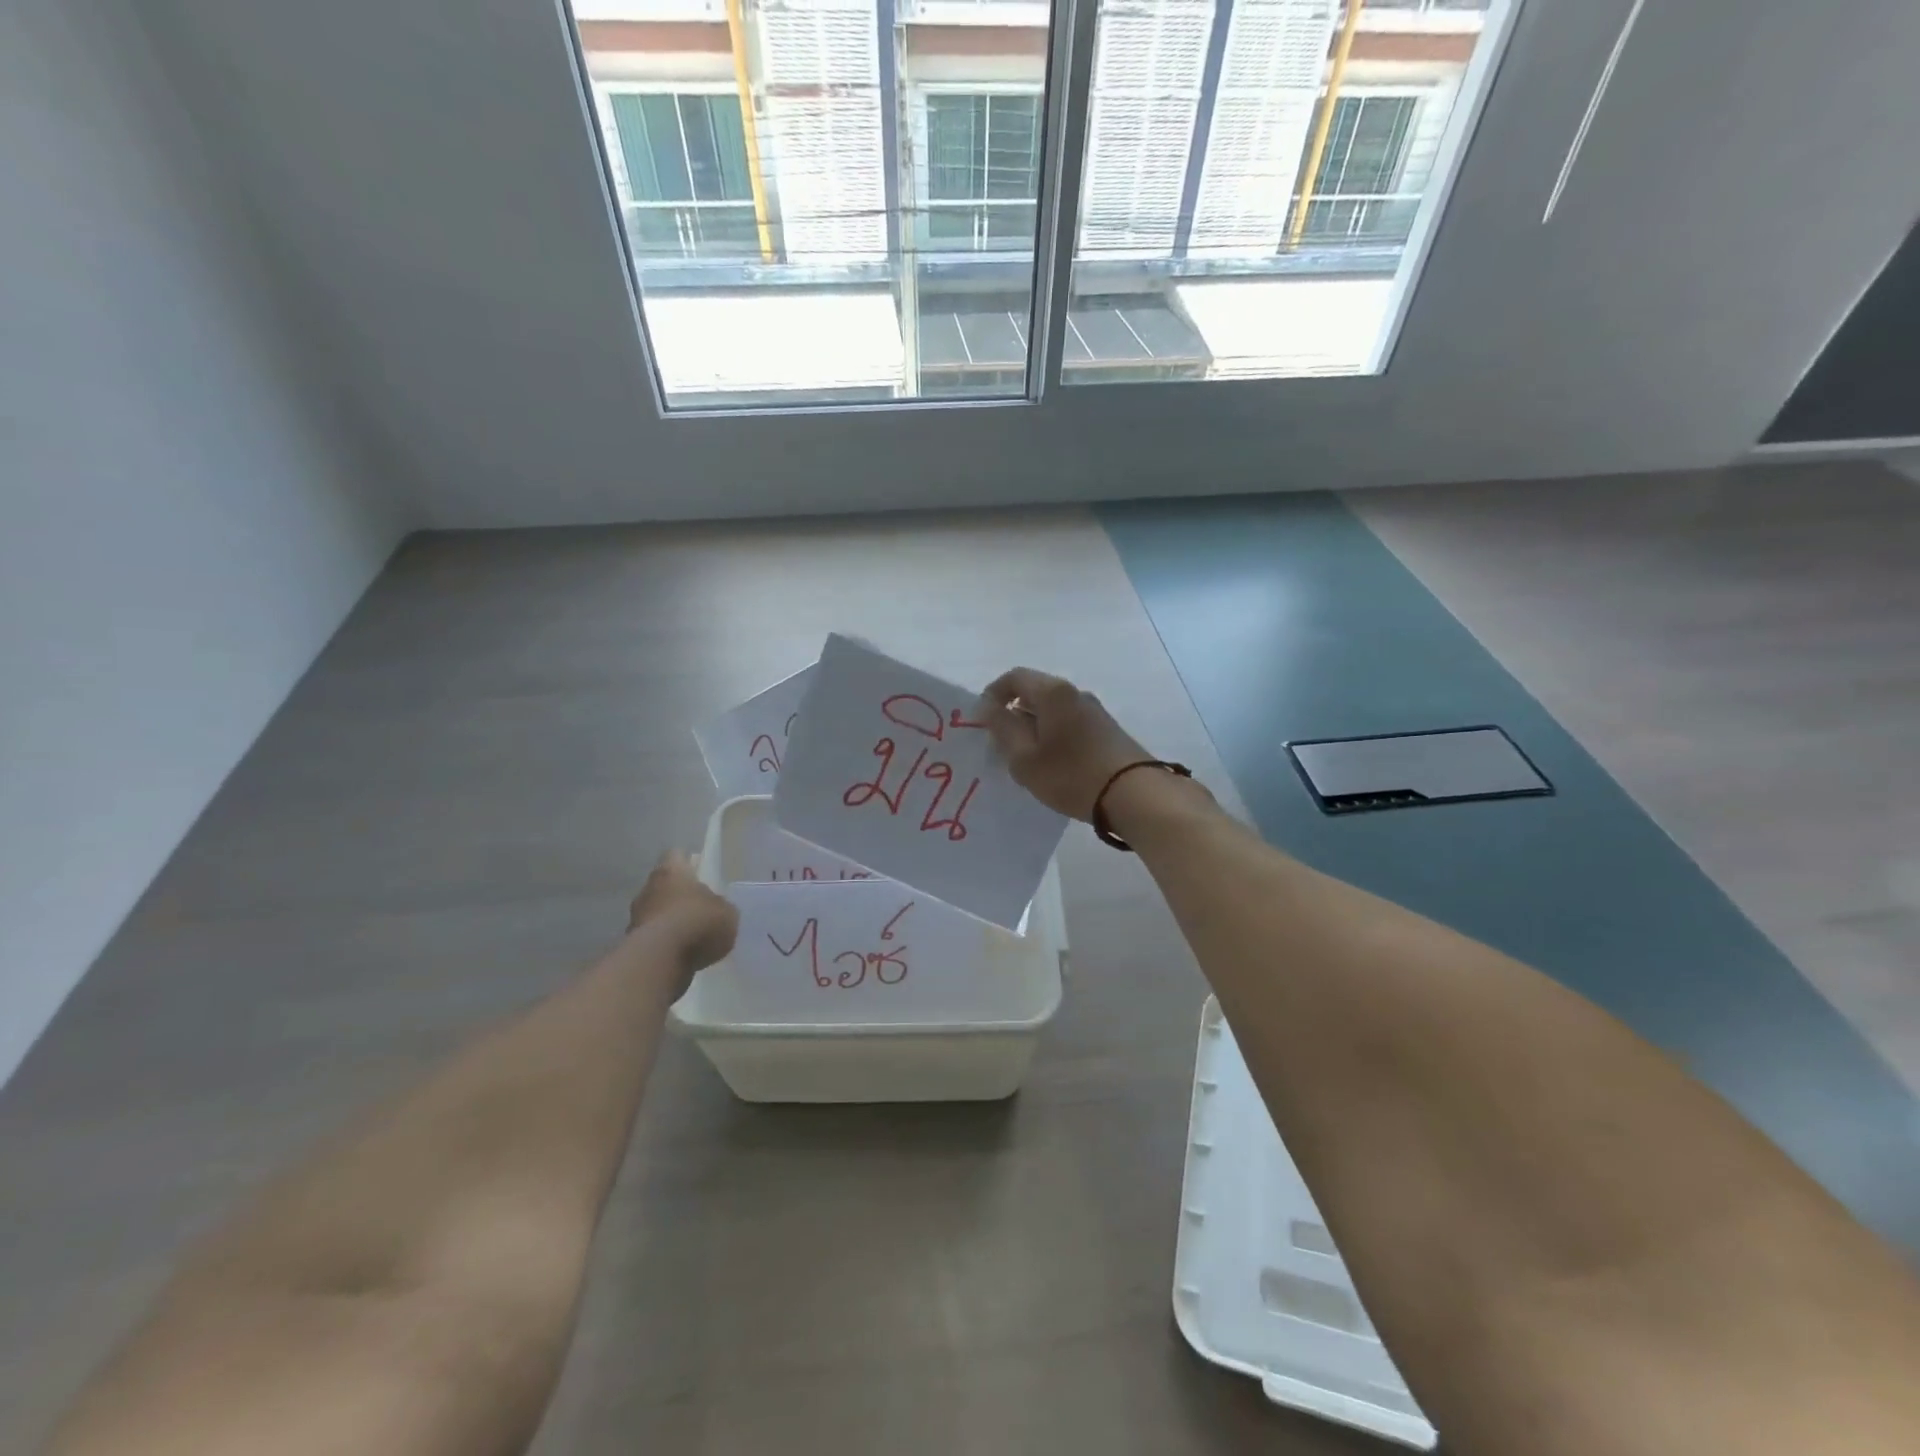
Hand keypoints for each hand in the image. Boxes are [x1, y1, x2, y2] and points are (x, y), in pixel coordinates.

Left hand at [628, 851, 737, 977]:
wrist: (660, 961)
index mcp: (672, 871)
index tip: (699, 872)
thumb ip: (721, 907)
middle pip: (664, 885)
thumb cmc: (697, 922)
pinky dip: (664, 944)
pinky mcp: (631, 945)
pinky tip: (682, 955)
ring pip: (656, 912)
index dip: (688, 862)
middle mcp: (648, 888)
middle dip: (678, 895)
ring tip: (692, 936)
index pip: (676, 855)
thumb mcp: (727, 913)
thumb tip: (715, 909)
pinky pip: (652, 938)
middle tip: (699, 908)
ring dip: (669, 921)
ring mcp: (636, 917)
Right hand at [979, 667, 1150, 821]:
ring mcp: (1094, 710)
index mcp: (1052, 692)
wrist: (1133, 794)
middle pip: (1035, 692)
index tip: (982, 721)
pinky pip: (1069, 723)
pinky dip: (1053, 736)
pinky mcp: (1107, 730)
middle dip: (1013, 714)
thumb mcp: (1025, 757)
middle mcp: (1074, 693)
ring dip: (1034, 727)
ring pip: (1053, 710)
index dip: (992, 695)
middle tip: (1001, 745)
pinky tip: (1052, 765)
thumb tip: (988, 707)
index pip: (1014, 677)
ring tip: (1026, 759)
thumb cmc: (1071, 775)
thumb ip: (1002, 728)